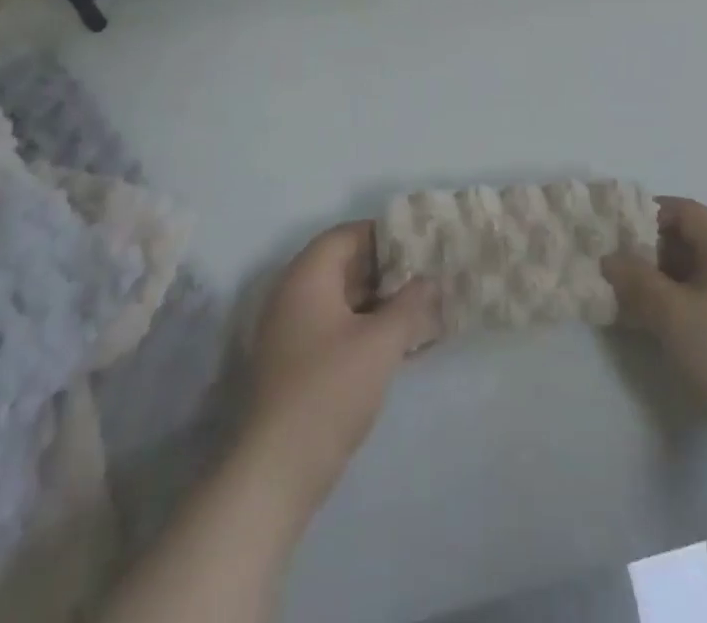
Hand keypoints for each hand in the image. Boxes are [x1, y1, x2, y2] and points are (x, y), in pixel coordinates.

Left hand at [241, 222, 439, 511]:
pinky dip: (366, 329)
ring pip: (342, 301)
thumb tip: (429, 280)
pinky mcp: (296, 365)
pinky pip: (336, 329)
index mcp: (307, 277)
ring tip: (422, 309)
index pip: (347, 235)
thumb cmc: (330, 390)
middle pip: (344, 266)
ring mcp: (291, 332)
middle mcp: (293, 295)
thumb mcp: (380, 343)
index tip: (419, 243)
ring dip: (380, 303)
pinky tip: (400, 345)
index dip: (384, 234)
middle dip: (386, 270)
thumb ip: (410, 304)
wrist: (276, 471)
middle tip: (426, 276)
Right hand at [603, 198, 706, 489]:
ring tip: (622, 297)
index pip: (683, 211)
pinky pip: (701, 301)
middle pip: (688, 239)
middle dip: (647, 250)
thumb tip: (610, 259)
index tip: (612, 232)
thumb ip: (637, 281)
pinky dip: (674, 304)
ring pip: (693, 274)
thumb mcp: (674, 315)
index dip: (645, 215)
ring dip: (658, 281)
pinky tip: (648, 323)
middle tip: (611, 268)